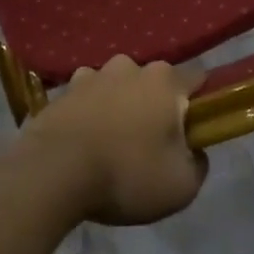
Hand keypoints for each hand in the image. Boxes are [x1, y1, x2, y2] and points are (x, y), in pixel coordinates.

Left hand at [20, 55, 207, 224]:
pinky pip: (87, 98)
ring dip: (120, 106)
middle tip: (151, 144)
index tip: (193, 131)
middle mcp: (130, 67)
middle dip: (155, 106)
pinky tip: (85, 141)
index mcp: (164, 81)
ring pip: (118, 86)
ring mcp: (93, 75)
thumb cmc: (126, 175)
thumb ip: (198, 164)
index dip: (200, 104)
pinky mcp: (63, 91)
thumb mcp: (181, 186)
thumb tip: (195, 152)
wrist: (53, 173)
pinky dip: (89, 113)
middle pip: (154, 82)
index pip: (197, 79)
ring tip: (112, 143)